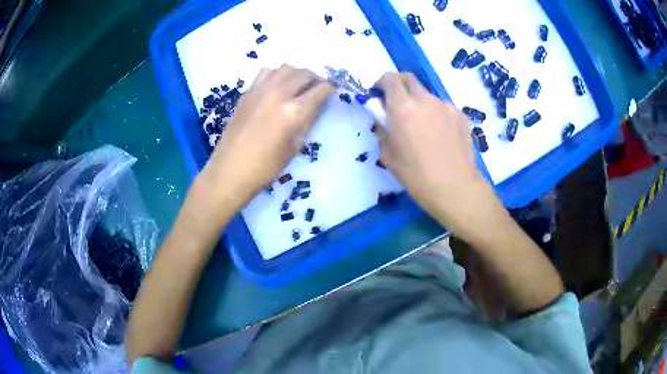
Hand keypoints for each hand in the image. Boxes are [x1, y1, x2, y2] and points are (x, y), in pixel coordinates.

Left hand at [197, 65, 334, 211]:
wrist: (230, 170)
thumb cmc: (266, 167)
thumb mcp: (294, 147)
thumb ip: (307, 121)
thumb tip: (316, 105)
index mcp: (293, 111)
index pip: (320, 89)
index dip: (331, 88)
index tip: (333, 91)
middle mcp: (278, 94)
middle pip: (304, 73)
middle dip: (316, 78)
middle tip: (319, 87)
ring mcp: (260, 90)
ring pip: (285, 68)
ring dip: (297, 73)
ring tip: (299, 85)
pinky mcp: (247, 93)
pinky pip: (266, 72)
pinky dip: (277, 74)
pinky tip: (277, 86)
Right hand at [374, 72, 495, 234]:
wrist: (455, 188)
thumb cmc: (416, 175)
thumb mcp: (388, 155)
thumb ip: (383, 130)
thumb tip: (385, 120)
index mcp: (403, 107)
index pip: (390, 78)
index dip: (382, 82)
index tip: (379, 94)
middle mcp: (425, 99)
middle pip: (409, 78)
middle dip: (400, 86)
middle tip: (398, 106)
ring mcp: (446, 106)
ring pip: (427, 95)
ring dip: (420, 103)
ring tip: (423, 128)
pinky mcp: (461, 116)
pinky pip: (443, 108)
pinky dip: (437, 115)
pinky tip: (441, 136)